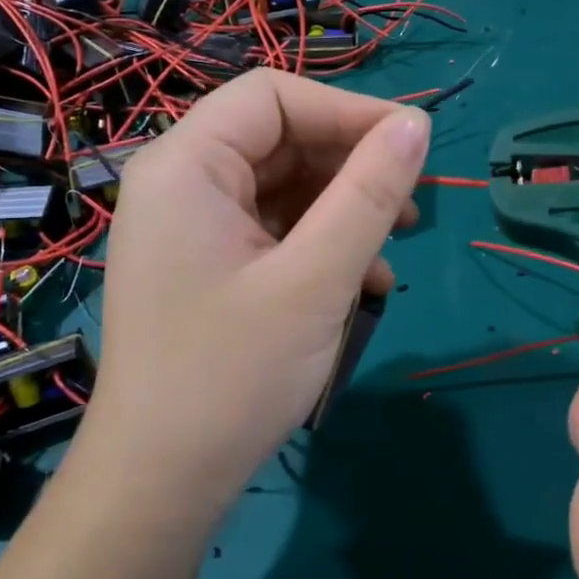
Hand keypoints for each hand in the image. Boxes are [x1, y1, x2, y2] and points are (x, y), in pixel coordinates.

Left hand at [79, 70, 428, 522]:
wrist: (161, 482)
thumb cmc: (232, 375)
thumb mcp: (316, 279)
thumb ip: (369, 194)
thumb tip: (416, 124)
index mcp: (185, 165)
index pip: (272, 96)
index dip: (348, 110)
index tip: (412, 145)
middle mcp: (178, 183)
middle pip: (277, 139)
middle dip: (349, 166)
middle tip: (411, 205)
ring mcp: (188, 227)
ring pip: (279, 187)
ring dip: (341, 209)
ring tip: (395, 245)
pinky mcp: (204, 265)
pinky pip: (269, 230)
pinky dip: (317, 243)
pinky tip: (361, 281)